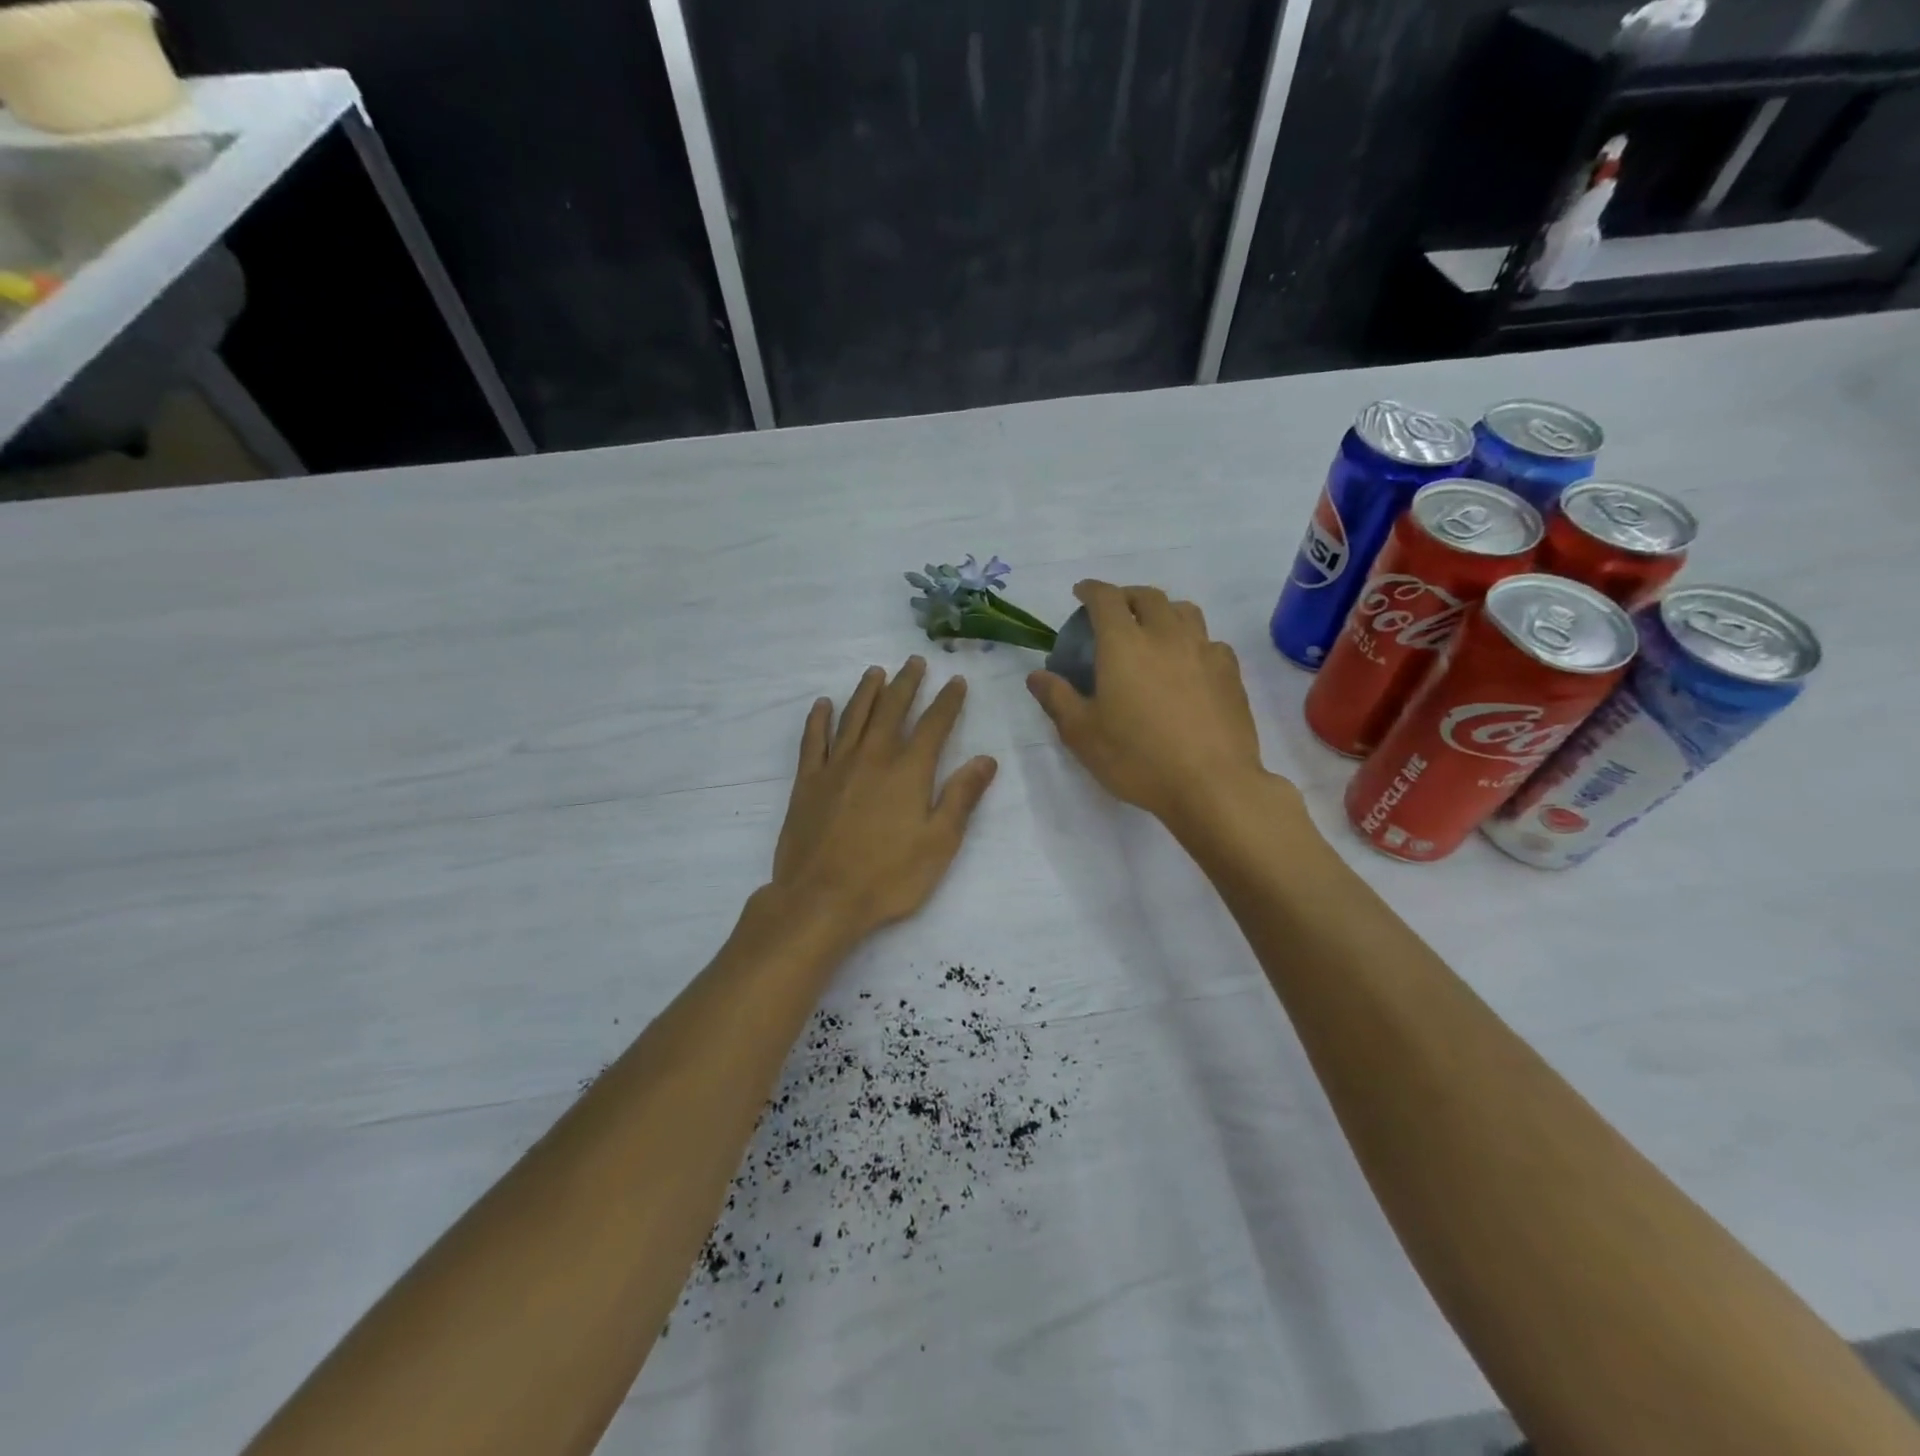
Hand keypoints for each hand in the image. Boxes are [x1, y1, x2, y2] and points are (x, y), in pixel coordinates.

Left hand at [771, 658, 998, 942]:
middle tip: (914, 661)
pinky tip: (823, 704)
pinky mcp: (808, 782)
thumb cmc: (888, 876)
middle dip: (906, 683)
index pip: (934, 725)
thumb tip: (985, 759)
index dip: (947, 701)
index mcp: (909, 770)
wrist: (821, 898)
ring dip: (866, 691)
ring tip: (875, 672)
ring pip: (853, 716)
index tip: (956, 681)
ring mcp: (836, 766)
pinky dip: (819, 719)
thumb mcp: (939, 842)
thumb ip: (961, 797)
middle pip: (891, 709)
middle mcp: (873, 757)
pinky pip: (813, 740)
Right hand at [1027, 581, 1282, 828]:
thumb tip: (1037, 676)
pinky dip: (1193, 641)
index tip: (1081, 593)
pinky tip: (1189, 664)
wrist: (1212, 784)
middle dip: (1127, 596)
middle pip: (1148, 597)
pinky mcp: (1230, 673)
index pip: (1106, 599)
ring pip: (1184, 611)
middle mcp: (1166, 636)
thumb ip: (1058, 699)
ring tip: (1153, 630)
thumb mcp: (1083, 735)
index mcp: (1124, 644)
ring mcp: (1204, 651)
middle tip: (1115, 612)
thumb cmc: (1138, 759)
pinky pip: (1210, 641)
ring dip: (1163, 611)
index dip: (1091, 590)